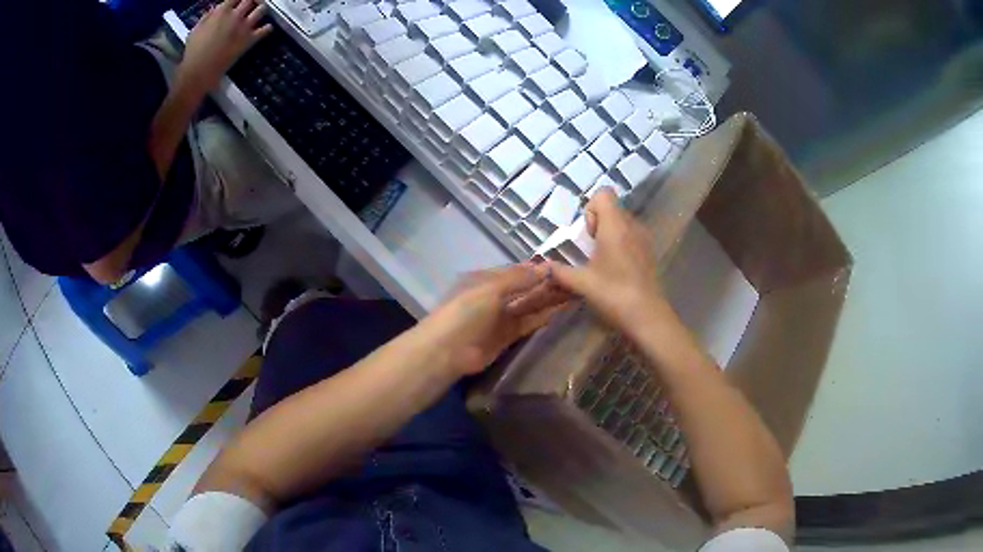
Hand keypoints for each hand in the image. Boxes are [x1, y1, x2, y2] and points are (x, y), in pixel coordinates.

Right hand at [177, 0, 272, 92]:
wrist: (199, 71)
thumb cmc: (193, 52)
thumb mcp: (196, 29)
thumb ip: (207, 17)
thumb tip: (216, 9)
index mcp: (221, 11)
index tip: (238, 2)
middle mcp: (235, 15)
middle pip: (251, 0)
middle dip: (251, 1)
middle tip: (251, 4)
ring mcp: (244, 27)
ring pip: (261, 9)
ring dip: (261, 10)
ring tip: (258, 12)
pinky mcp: (249, 40)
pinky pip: (266, 30)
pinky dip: (267, 28)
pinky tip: (265, 29)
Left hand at [414, 264, 569, 375]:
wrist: (447, 351)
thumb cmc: (465, 312)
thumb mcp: (490, 289)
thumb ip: (518, 278)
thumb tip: (546, 266)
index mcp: (486, 279)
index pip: (517, 271)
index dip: (537, 269)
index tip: (563, 266)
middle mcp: (495, 296)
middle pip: (525, 288)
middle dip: (547, 284)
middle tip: (575, 281)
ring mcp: (501, 317)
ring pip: (529, 305)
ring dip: (549, 300)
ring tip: (575, 294)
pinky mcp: (507, 337)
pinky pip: (528, 323)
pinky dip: (543, 317)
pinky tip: (561, 311)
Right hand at [549, 188, 662, 330]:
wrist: (647, 316)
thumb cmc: (613, 293)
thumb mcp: (581, 283)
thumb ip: (559, 272)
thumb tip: (543, 267)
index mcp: (615, 225)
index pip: (603, 193)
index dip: (591, 209)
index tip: (588, 235)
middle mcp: (632, 225)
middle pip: (612, 208)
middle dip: (597, 223)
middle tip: (591, 250)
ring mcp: (643, 239)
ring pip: (622, 223)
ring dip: (609, 235)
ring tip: (602, 262)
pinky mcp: (649, 253)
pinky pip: (631, 237)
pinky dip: (621, 246)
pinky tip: (616, 271)